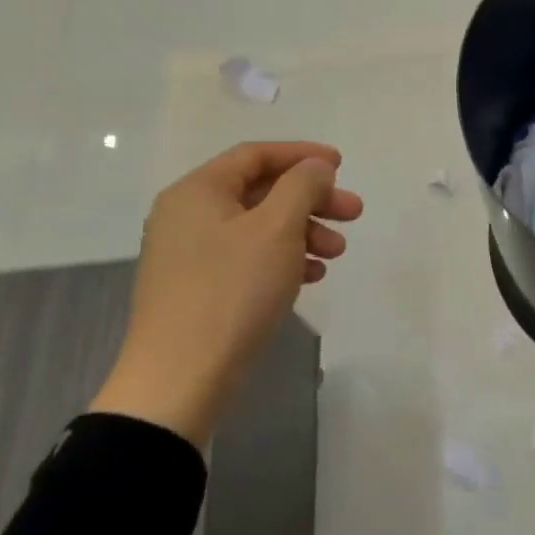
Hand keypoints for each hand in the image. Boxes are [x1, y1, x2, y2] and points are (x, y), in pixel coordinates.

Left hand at [91, 141, 363, 446]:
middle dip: (312, 199)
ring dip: (304, 231)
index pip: (255, 155)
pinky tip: (312, 276)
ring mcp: (190, 254)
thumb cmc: (232, 291)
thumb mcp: (276, 228)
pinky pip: (249, 258)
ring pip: (259, 227)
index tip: (341, 165)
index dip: (302, 155)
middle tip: (354, 214)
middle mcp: (188, 216)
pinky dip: (284, 259)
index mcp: (198, 192)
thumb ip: (302, 186)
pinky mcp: (199, 288)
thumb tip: (315, 167)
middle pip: (261, 191)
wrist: (180, 379)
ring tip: (337, 253)